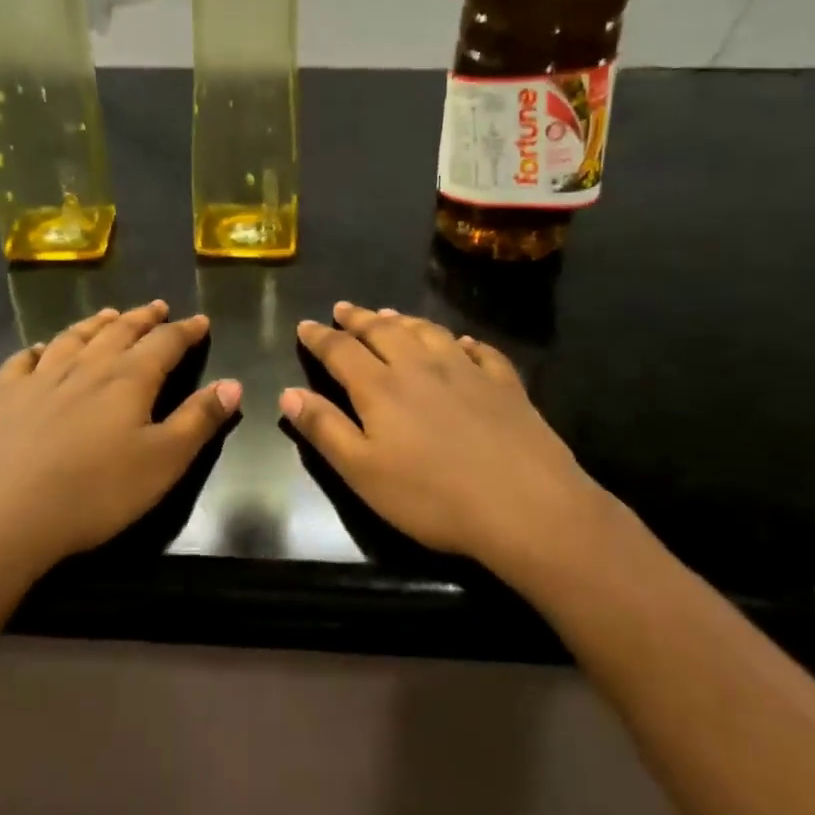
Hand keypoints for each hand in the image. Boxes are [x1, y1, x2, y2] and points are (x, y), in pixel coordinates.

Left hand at [0, 301, 240, 581]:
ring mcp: (39, 378)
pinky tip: (40, 350)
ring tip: (109, 315)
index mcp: (128, 379)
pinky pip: (23, 360)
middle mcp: (85, 367)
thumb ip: (199, 420)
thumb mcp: (163, 462)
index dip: (185, 331)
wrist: (2, 517)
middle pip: (119, 331)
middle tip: (158, 307)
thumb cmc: (95, 493)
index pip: (165, 343)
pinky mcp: (4, 397)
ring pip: (74, 337)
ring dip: (96, 323)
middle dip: (143, 318)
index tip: (200, 320)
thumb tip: (233, 384)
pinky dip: (38, 350)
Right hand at [280, 302, 602, 574]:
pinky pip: (479, 351)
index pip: (341, 351)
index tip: (306, 325)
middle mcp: (420, 367)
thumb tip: (288, 393)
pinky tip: (461, 342)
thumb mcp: (363, 472)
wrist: (526, 506)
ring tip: (389, 314)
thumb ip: (324, 429)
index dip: (320, 337)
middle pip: (383, 331)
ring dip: (403, 321)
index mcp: (381, 387)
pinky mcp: (504, 384)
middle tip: (343, 308)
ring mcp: (467, 371)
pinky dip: (462, 342)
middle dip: (358, 318)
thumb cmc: (432, 496)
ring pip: (427, 332)